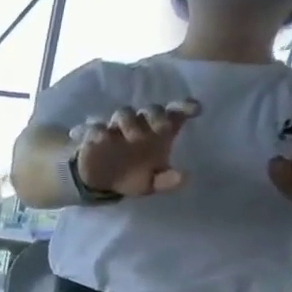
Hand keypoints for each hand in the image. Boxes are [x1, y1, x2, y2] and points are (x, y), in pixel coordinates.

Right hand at [76, 100, 199, 198]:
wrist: (101, 182)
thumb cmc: (132, 176)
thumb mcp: (151, 184)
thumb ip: (166, 181)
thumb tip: (184, 177)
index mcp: (158, 133)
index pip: (175, 112)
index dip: (185, 107)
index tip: (196, 110)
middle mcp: (140, 125)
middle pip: (151, 110)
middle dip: (157, 116)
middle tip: (161, 129)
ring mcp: (117, 128)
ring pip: (124, 113)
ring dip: (129, 121)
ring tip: (131, 137)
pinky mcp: (95, 136)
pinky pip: (95, 128)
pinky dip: (97, 131)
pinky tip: (101, 139)